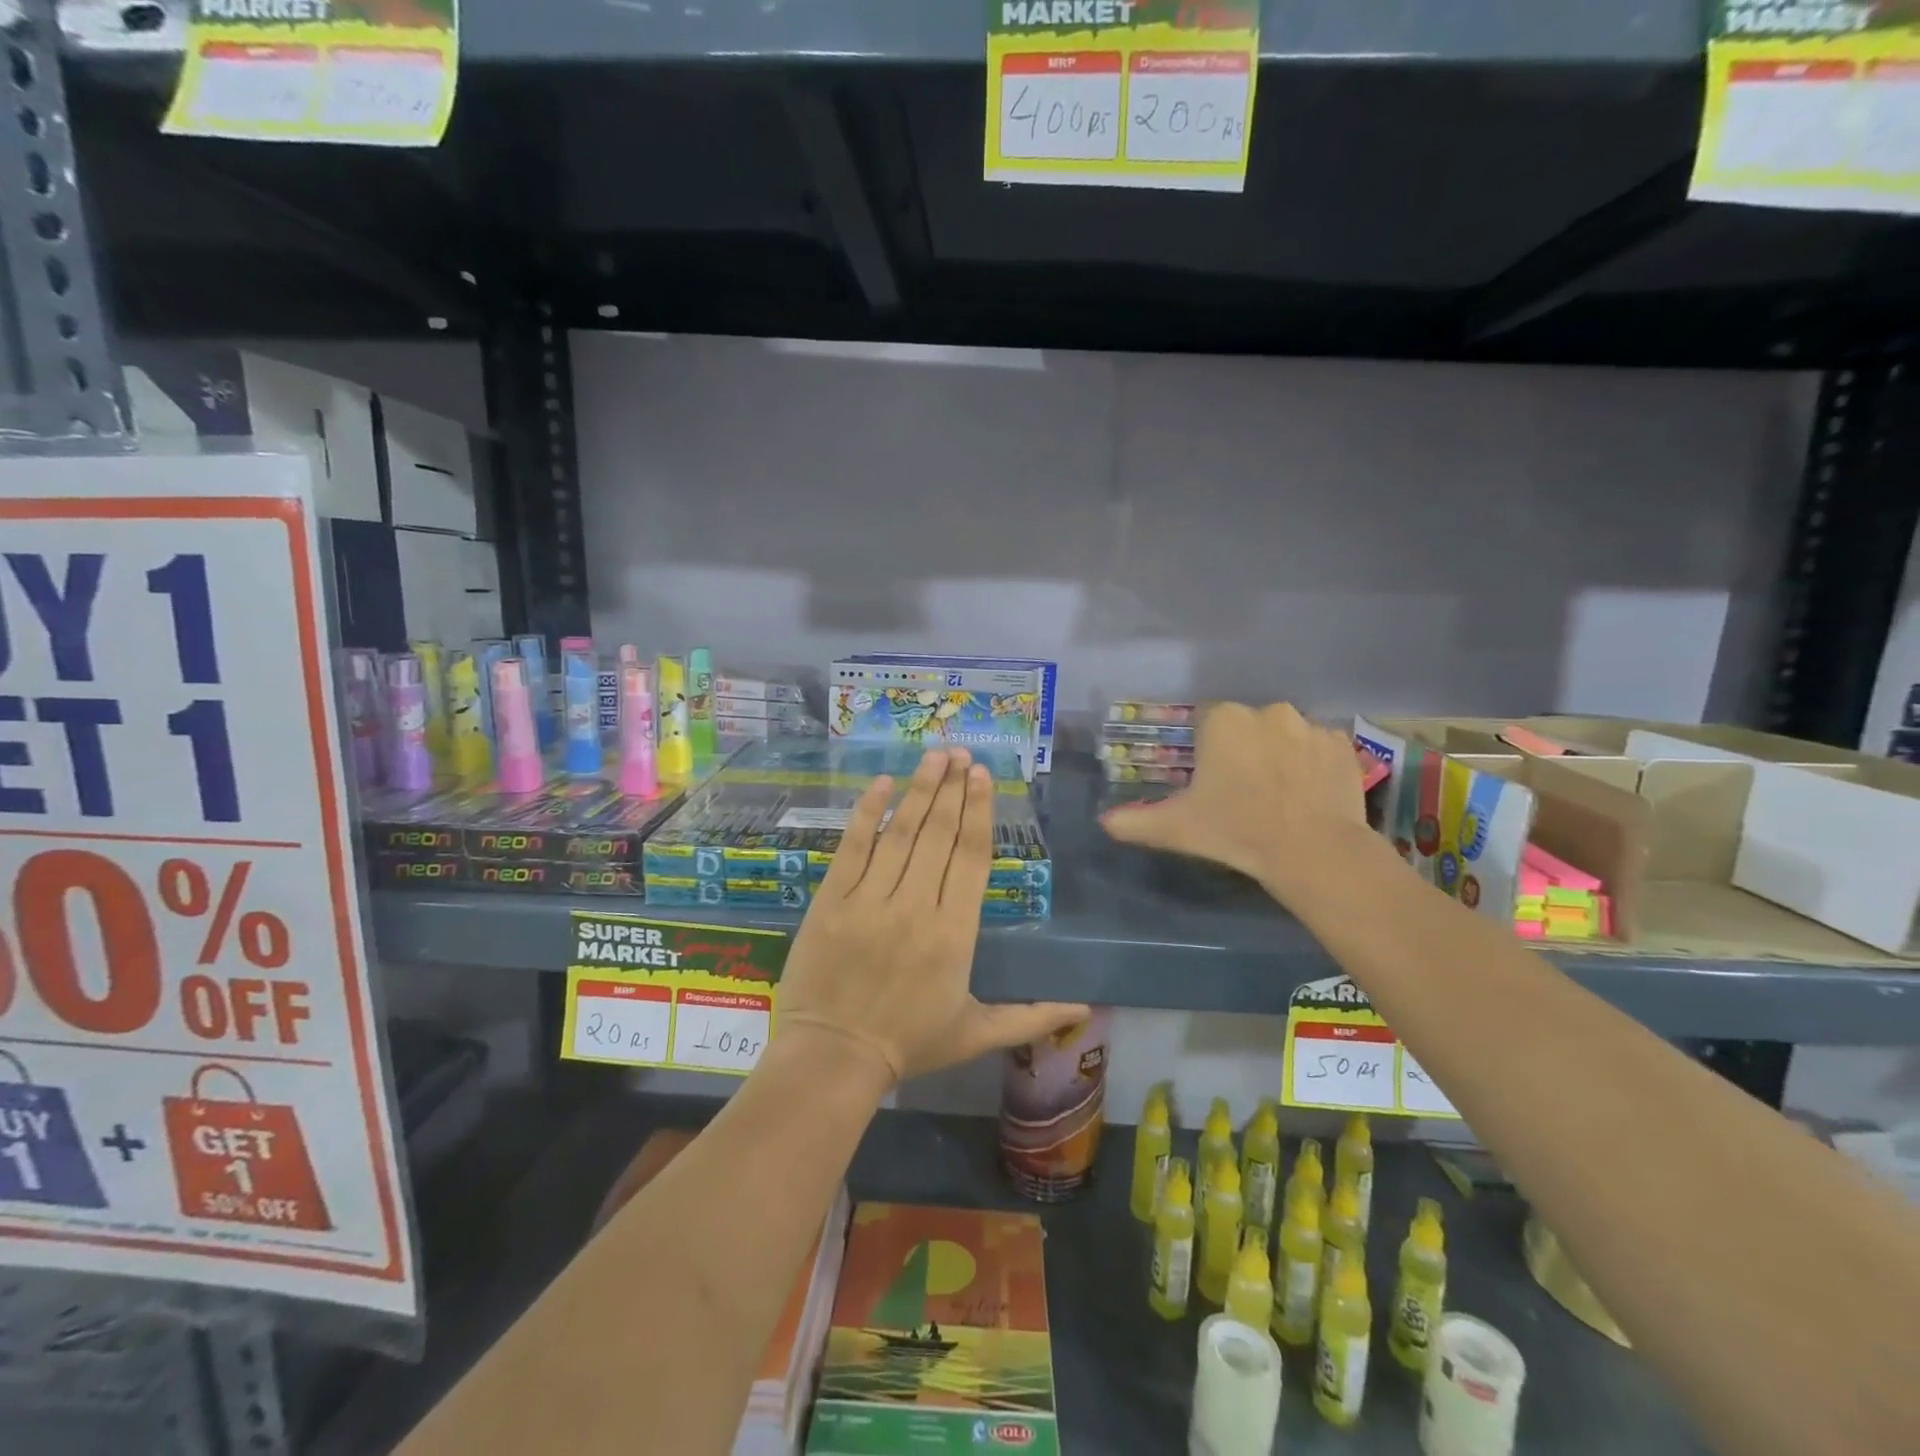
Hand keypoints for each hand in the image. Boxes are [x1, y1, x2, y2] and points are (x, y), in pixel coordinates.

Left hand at [775, 748, 1088, 1086]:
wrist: (833, 1058)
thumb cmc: (909, 1044)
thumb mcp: (977, 1034)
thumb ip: (1031, 1016)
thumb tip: (1085, 1008)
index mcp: (955, 932)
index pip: (971, 857)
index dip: (979, 812)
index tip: (983, 776)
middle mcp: (916, 905)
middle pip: (939, 834)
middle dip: (953, 788)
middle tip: (961, 752)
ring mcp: (871, 899)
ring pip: (901, 833)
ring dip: (919, 789)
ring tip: (934, 756)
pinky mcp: (833, 899)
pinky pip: (853, 847)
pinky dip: (867, 813)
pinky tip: (881, 783)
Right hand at [1101, 702, 1373, 901]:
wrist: (1313, 851)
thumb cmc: (1236, 830)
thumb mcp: (1176, 829)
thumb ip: (1134, 822)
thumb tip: (1103, 822)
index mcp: (1223, 720)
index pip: (1206, 722)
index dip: (1206, 751)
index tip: (1210, 781)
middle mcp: (1266, 710)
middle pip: (1246, 725)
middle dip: (1242, 749)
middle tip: (1241, 791)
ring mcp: (1310, 725)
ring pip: (1283, 734)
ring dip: (1278, 754)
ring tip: (1278, 795)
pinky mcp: (1343, 744)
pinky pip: (1318, 747)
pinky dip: (1312, 763)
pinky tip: (1308, 794)